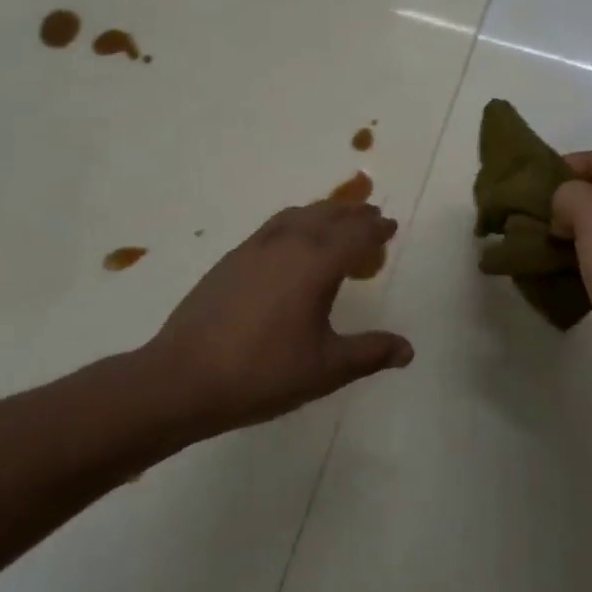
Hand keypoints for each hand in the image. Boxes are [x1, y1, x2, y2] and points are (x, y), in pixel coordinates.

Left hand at [144, 200, 413, 438]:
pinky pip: (274, 226)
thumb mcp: (326, 369)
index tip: (391, 225)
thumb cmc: (263, 373)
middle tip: (371, 218)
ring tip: (336, 223)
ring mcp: (254, 248)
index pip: (355, 234)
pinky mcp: (231, 259)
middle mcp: (287, 244)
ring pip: (297, 216)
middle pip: (327, 215)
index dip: (376, 229)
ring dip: (323, 213)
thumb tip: (408, 349)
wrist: (184, 378)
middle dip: (353, 214)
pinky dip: (295, 223)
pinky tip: (292, 244)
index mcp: (316, 263)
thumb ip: (370, 353)